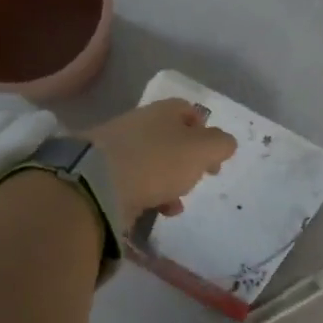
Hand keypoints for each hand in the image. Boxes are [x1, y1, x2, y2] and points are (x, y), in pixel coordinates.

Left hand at [86, 99, 236, 226]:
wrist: (97, 182)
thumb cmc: (157, 160)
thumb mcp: (201, 150)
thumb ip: (220, 144)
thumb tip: (225, 143)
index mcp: (164, 111)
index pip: (188, 111)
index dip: (204, 131)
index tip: (214, 155)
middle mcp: (139, 123)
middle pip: (170, 139)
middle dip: (186, 162)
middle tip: (196, 180)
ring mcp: (116, 148)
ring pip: (152, 163)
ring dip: (168, 183)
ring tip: (174, 205)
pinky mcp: (101, 174)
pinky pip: (132, 183)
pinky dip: (147, 197)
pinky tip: (153, 212)